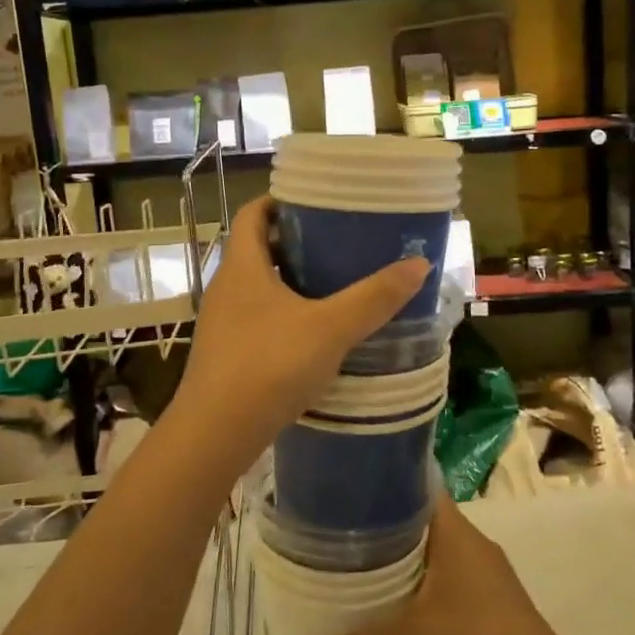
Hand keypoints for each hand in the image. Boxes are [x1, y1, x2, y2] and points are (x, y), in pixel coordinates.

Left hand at [171, 196, 428, 472]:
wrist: (216, 433)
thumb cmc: (269, 365)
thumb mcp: (330, 328)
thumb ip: (374, 297)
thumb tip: (419, 263)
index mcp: (242, 266)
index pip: (253, 213)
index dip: (281, 201)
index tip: (317, 201)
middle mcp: (225, 287)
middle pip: (258, 248)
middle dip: (295, 242)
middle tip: (338, 243)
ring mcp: (221, 323)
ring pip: (258, 287)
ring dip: (290, 280)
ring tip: (333, 285)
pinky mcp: (226, 354)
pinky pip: (257, 318)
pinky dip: (284, 314)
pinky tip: (313, 334)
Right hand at [299, 492, 568, 634]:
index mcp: (455, 532)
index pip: (416, 487)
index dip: (383, 485)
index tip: (346, 493)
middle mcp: (471, 545)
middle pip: (420, 524)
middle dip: (382, 531)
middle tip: (338, 539)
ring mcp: (485, 578)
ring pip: (433, 558)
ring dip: (402, 567)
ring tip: (357, 576)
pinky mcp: (492, 610)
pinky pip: (447, 588)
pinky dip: (420, 595)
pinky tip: (395, 617)